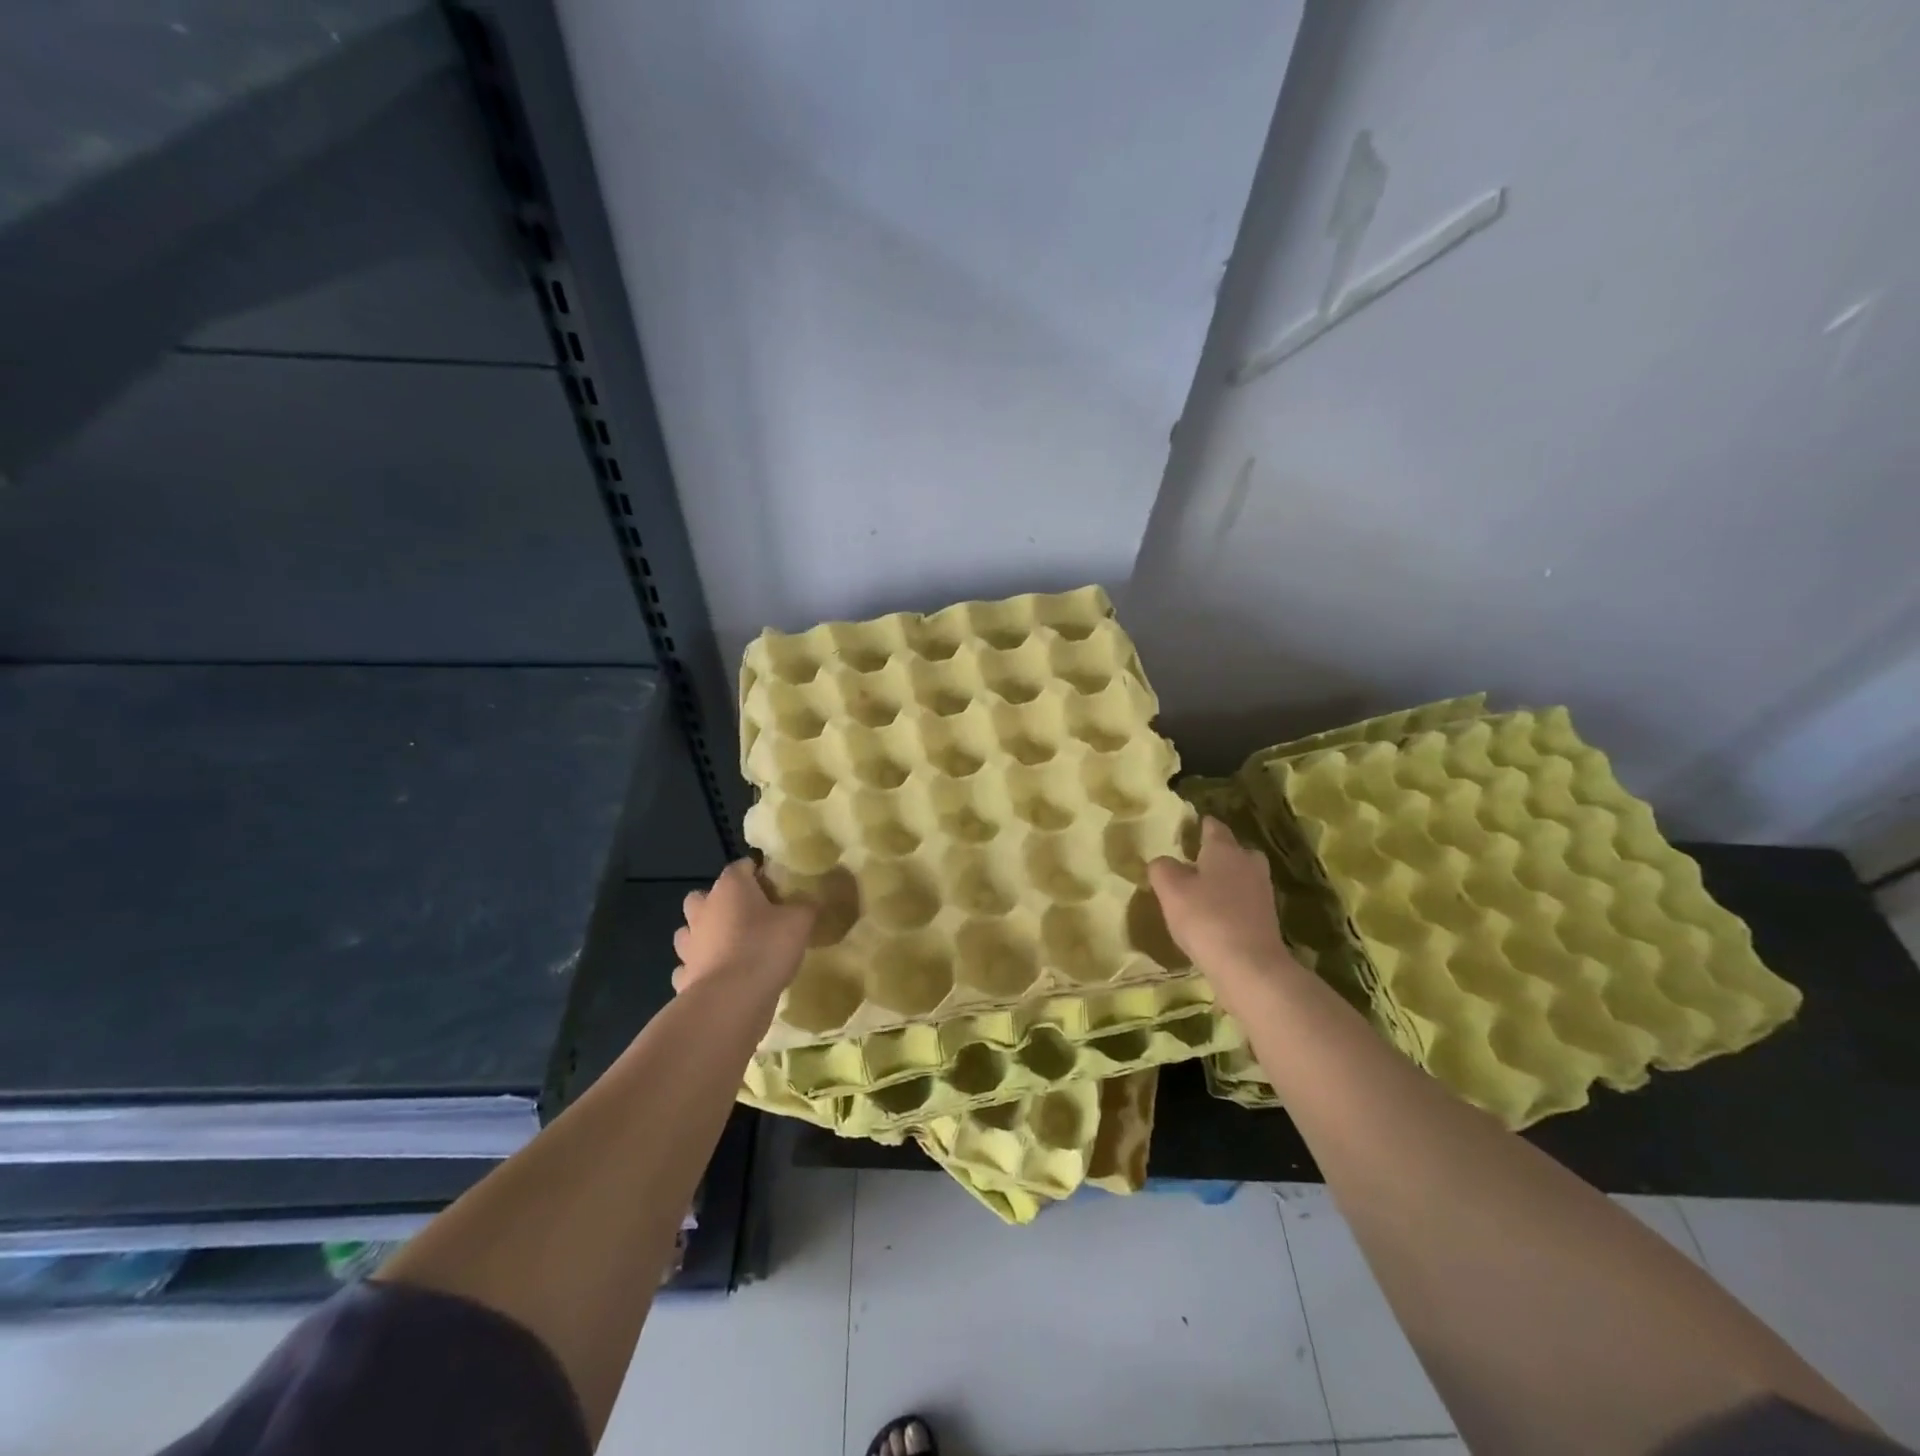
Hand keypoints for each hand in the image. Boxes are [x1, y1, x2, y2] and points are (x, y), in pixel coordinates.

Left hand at [671, 859, 814, 995]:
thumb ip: (806, 906)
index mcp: (730, 888)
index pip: (741, 866)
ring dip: (705, 935)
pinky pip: (689, 967)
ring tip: (732, 947)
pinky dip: (700, 969)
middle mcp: (703, 910)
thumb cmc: (766, 948)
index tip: (775, 886)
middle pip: (704, 896)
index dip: (758, 873)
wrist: (731, 1001)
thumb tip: (809, 902)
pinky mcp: (684, 977)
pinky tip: (720, 977)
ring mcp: (689, 945)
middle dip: (721, 902)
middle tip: (748, 916)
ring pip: (690, 931)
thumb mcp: (800, 921)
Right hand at [1148, 817, 1300, 994]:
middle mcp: (1248, 863)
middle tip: (1194, 863)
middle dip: (1217, 854)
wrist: (1250, 967)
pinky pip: (1245, 902)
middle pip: (1234, 850)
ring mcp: (1262, 892)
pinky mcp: (1267, 920)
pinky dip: (1232, 905)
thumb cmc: (1206, 918)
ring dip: (1225, 881)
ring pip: (1242, 876)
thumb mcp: (1170, 889)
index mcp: (1225, 849)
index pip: (1213, 827)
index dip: (1199, 826)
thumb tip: (1163, 863)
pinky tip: (1215, 918)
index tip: (1187, 829)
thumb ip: (1162, 868)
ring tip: (1202, 893)